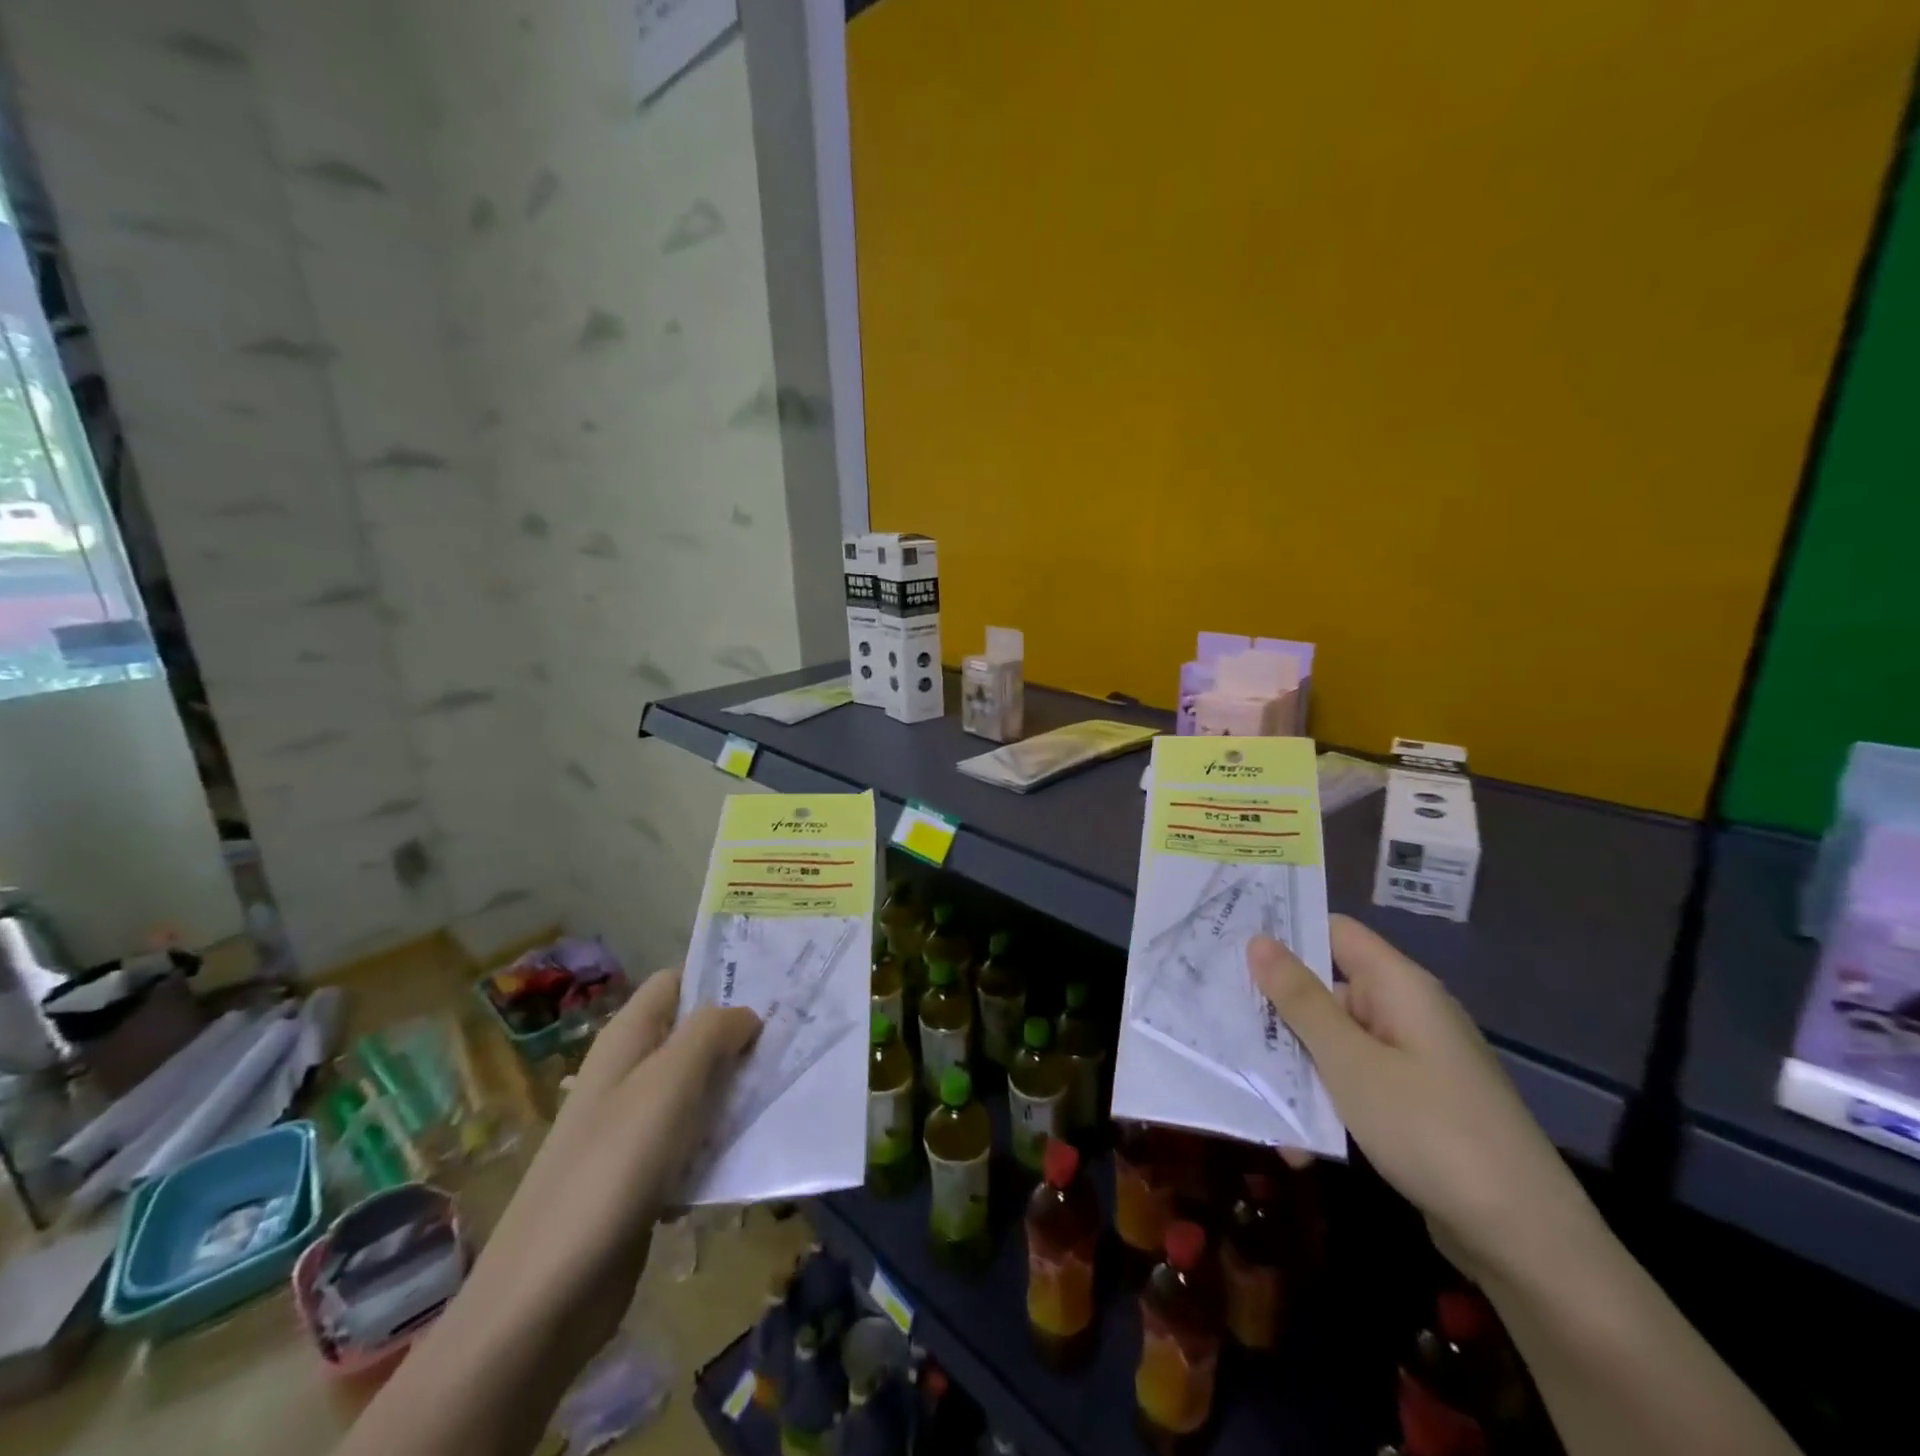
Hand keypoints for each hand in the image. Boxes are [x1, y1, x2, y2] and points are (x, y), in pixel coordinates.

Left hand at [464, 969, 759, 1354]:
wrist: (545, 1295)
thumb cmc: (612, 1167)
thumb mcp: (669, 1082)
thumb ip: (712, 1032)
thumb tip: (747, 1015)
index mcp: (628, 1040)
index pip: (676, 982)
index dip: (719, 977)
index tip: (773, 989)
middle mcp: (630, 1074)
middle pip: (693, 1036)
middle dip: (740, 1038)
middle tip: (793, 1043)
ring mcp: (634, 1127)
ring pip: (699, 1090)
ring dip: (736, 1093)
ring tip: (783, 1094)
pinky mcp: (644, 1176)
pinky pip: (694, 1142)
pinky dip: (719, 1143)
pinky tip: (747, 1156)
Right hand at [1249, 917, 1599, 1288]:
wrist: (1526, 1241)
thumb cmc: (1429, 1129)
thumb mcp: (1350, 1062)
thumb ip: (1300, 1000)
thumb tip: (1259, 940)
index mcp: (1398, 987)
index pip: (1335, 931)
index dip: (1286, 930)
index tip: (1230, 939)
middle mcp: (1405, 1013)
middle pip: (1327, 991)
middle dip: (1276, 1012)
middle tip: (1218, 1020)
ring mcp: (1410, 1061)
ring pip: (1334, 1044)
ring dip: (1294, 1069)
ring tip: (1251, 1097)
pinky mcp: (1411, 1105)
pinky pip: (1353, 1085)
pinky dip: (1323, 1104)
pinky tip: (1296, 1143)